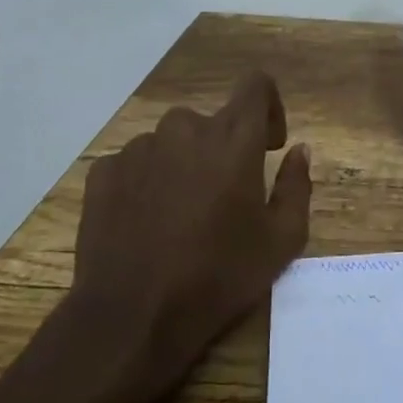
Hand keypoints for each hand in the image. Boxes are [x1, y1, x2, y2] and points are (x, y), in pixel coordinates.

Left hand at [68, 71, 310, 376]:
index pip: (256, 85)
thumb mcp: (281, 241)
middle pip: (211, 121)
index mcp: (233, 138)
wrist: (133, 318)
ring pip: (171, 142)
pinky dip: (146, 182)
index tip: (268, 145)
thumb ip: (296, 186)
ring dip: (183, 165)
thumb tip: (299, 150)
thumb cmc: (218, 277)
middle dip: (223, 149)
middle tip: (224, 198)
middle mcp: (184, 129)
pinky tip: (146, 223)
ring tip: (181, 216)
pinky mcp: (103, 172)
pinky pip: (134, 164)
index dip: (268, 107)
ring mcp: (138, 149)